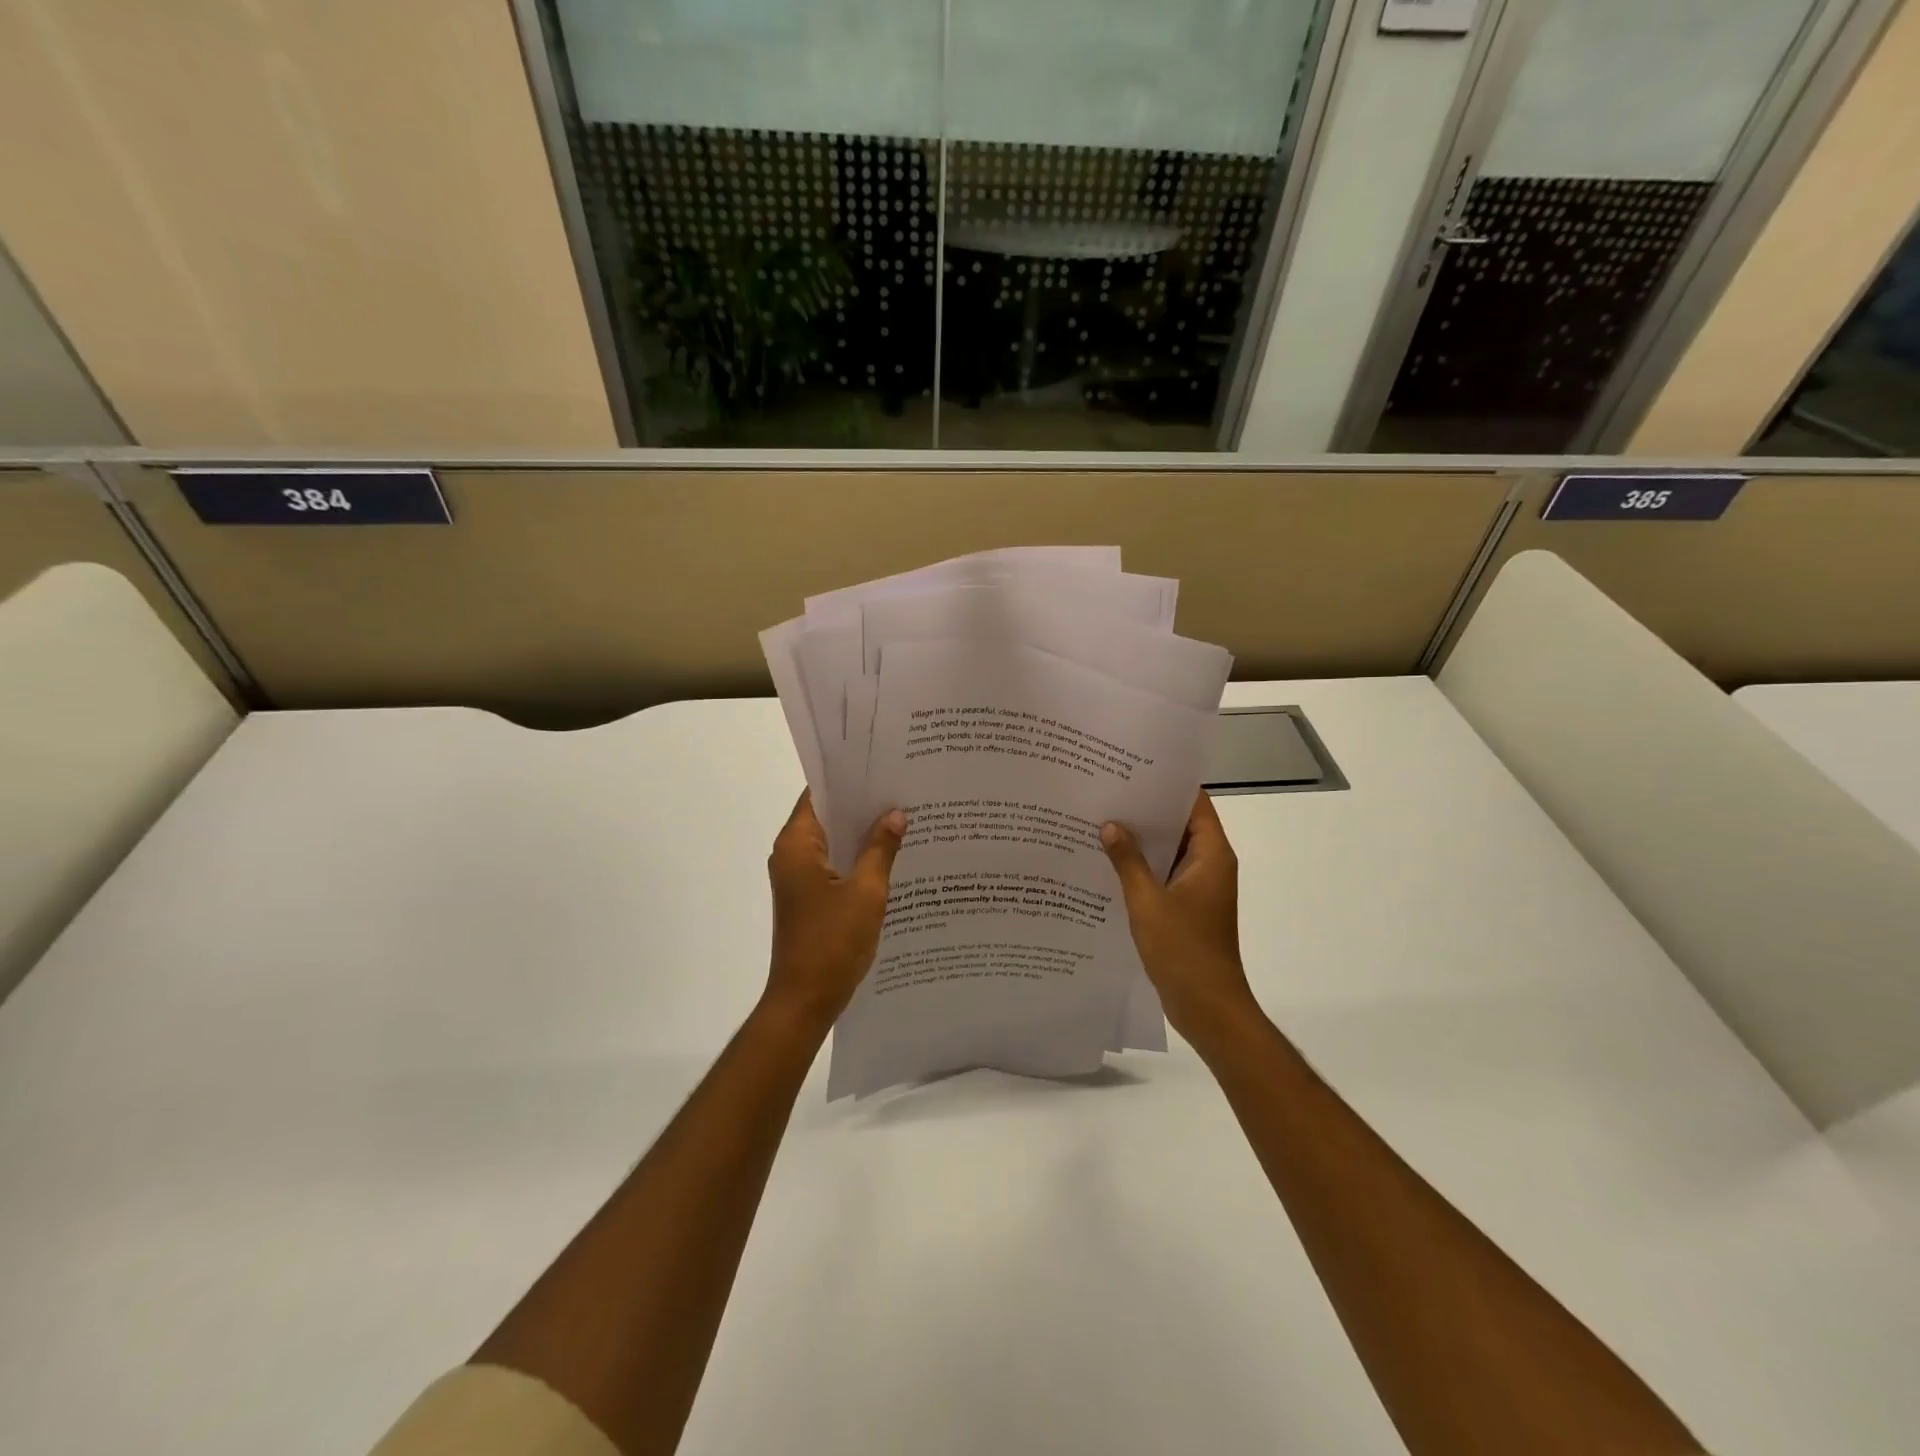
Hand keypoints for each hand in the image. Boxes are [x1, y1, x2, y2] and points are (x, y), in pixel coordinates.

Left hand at [765, 791, 906, 1032]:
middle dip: (862, 804)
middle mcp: (792, 855)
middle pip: (828, 816)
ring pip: (834, 842)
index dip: (848, 778)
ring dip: (862, 833)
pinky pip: (836, 865)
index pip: (819, 794)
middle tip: (903, 788)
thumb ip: (881, 849)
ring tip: (905, 816)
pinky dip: (859, 858)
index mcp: (796, 845)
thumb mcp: (866, 892)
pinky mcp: (810, 897)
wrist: (805, 1001)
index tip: (881, 765)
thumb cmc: (832, 943)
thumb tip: (895, 814)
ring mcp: (800, 878)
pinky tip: (892, 855)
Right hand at [1101, 792, 1260, 1047]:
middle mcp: (1209, 865)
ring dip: (1140, 840)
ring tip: (1100, 820)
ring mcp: (1198, 888)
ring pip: (1168, 851)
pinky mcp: (1185, 907)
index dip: (1167, 784)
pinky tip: (1106, 862)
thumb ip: (1128, 861)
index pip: (1194, 804)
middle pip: (1179, 824)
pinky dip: (1140, 867)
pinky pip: (1162, 875)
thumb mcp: (1148, 901)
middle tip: (1106, 791)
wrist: (1207, 1007)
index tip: (1133, 768)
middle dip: (1146, 810)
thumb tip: (1110, 825)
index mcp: (1211, 856)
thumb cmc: (1183, 950)